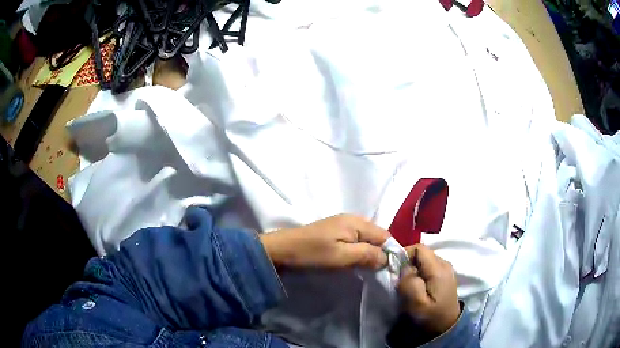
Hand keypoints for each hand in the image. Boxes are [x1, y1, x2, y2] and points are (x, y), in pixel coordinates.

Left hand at [260, 214, 389, 269]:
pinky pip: (355, 240)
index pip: (385, 235)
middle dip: (379, 252)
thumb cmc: (312, 253)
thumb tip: (387, 258)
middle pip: (376, 236)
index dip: (389, 251)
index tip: (388, 269)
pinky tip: (354, 261)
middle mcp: (353, 219)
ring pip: (366, 239)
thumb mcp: (342, 256)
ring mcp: (342, 224)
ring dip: (368, 253)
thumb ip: (367, 255)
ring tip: (366, 268)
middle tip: (376, 271)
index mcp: (357, 222)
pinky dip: (358, 251)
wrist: (282, 250)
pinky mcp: (334, 232)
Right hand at [397, 244, 459, 335]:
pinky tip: (417, 286)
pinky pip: (429, 267)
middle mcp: (445, 263)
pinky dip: (419, 273)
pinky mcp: (445, 275)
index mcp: (439, 268)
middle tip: (400, 279)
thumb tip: (406, 269)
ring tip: (407, 284)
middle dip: (408, 263)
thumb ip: (409, 283)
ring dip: (413, 269)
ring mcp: (446, 269)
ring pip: (425, 260)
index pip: (419, 248)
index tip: (395, 269)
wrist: (446, 327)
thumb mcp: (417, 303)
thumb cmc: (431, 316)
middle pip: (422, 253)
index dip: (404, 254)